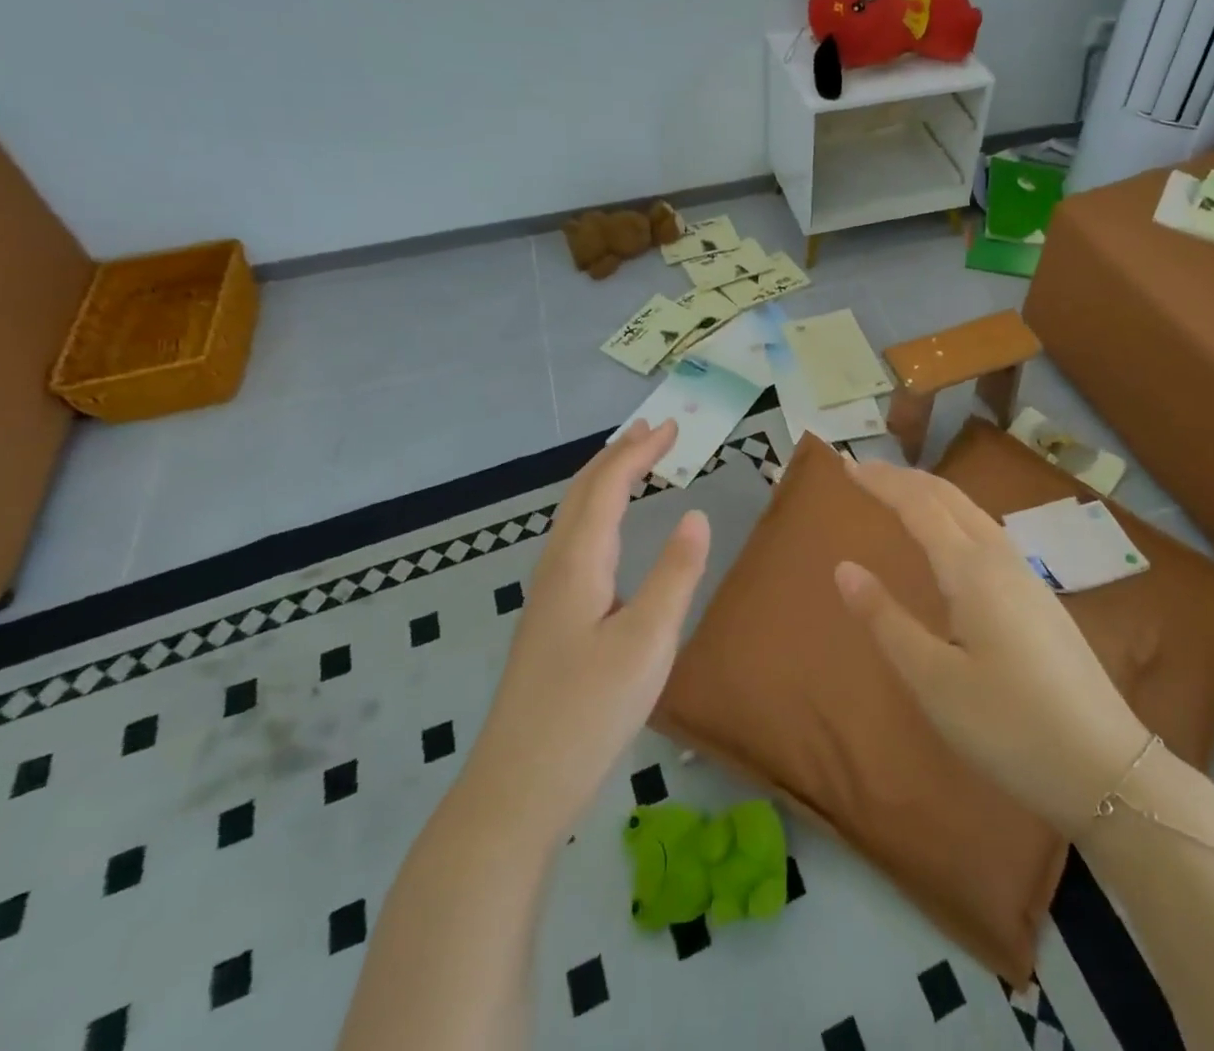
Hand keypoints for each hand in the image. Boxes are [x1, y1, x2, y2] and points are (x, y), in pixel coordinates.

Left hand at [466, 419, 707, 842]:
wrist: (517, 787)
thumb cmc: (587, 713)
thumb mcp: (647, 643)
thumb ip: (675, 576)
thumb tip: (696, 515)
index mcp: (578, 563)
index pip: (607, 486)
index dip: (639, 451)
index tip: (674, 426)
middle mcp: (557, 568)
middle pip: (583, 492)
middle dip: (620, 454)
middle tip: (655, 431)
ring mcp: (548, 595)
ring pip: (576, 517)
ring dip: (606, 481)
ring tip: (635, 464)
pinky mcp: (551, 620)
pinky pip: (577, 541)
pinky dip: (600, 512)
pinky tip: (610, 533)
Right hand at [834, 461, 1150, 837]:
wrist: (1108, 769)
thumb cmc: (1010, 727)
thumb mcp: (934, 681)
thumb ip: (886, 620)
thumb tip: (844, 568)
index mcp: (972, 570)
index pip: (919, 505)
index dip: (881, 482)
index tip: (846, 464)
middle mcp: (1001, 559)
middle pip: (949, 497)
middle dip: (905, 478)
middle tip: (865, 469)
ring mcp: (1027, 577)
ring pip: (972, 512)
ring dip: (932, 493)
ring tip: (901, 493)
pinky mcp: (1040, 599)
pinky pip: (987, 532)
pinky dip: (954, 515)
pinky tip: (952, 539)